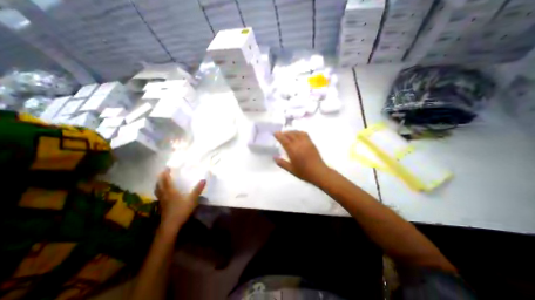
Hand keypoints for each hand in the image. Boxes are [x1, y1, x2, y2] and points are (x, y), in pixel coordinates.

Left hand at [156, 169, 204, 228]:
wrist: (170, 225)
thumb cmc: (181, 211)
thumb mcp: (192, 199)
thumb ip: (198, 189)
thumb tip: (204, 179)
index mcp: (171, 191)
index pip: (166, 180)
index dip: (166, 174)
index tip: (167, 168)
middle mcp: (164, 194)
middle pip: (159, 185)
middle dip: (160, 178)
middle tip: (162, 173)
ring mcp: (162, 201)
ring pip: (158, 190)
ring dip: (158, 184)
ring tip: (161, 181)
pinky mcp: (161, 206)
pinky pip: (159, 195)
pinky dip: (160, 191)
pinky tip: (163, 193)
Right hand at [275, 131, 330, 184]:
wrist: (319, 173)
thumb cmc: (304, 173)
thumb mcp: (291, 170)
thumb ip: (282, 163)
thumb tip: (274, 157)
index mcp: (293, 150)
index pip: (284, 140)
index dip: (279, 135)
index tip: (274, 133)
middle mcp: (299, 144)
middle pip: (290, 134)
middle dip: (284, 133)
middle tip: (279, 134)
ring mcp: (306, 142)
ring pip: (297, 133)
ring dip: (291, 131)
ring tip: (287, 133)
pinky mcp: (311, 143)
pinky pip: (304, 134)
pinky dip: (299, 132)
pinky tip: (297, 134)